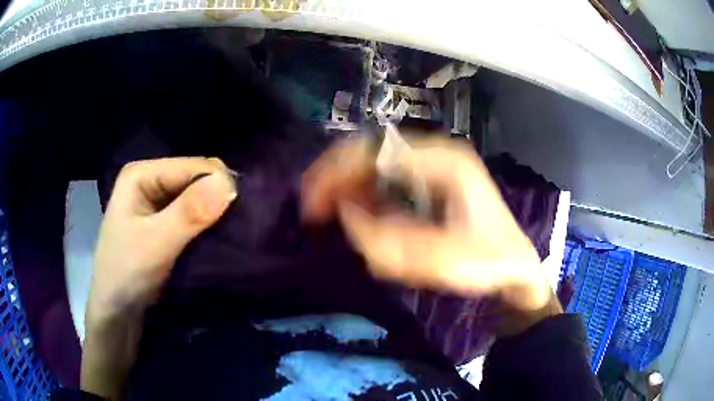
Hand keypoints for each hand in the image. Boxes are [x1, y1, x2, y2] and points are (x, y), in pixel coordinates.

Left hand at [82, 157, 236, 398]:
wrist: (116, 313)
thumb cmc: (126, 275)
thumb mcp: (155, 244)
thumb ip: (189, 213)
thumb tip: (231, 184)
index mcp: (142, 173)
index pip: (194, 166)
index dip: (219, 186)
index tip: (240, 217)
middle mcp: (150, 179)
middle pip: (197, 178)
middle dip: (218, 199)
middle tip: (237, 228)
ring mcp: (157, 201)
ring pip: (198, 197)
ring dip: (215, 214)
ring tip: (232, 234)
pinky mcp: (163, 222)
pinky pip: (194, 214)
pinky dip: (208, 225)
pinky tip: (217, 238)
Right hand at [303, 137, 559, 331]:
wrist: (516, 266)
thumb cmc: (489, 261)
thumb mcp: (445, 260)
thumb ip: (392, 244)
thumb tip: (348, 217)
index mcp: (444, 162)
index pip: (376, 152)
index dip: (336, 173)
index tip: (312, 205)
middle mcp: (436, 156)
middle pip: (372, 152)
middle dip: (336, 178)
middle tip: (312, 209)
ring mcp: (433, 168)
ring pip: (376, 166)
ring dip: (348, 187)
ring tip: (329, 214)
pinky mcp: (430, 183)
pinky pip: (387, 182)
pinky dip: (365, 196)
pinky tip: (357, 215)